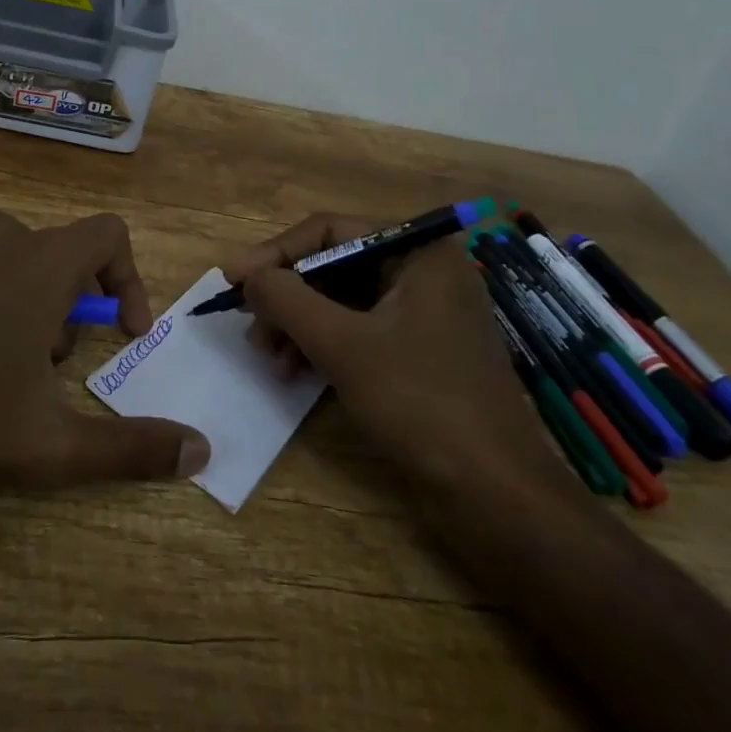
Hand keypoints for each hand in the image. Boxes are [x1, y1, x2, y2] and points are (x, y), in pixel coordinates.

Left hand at [0, 211, 209, 514]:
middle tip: (32, 367)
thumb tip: (201, 452)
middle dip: (55, 306)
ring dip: (2, 293)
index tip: (116, 330)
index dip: (125, 277)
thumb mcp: (50, 445)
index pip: (109, 234)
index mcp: (43, 262)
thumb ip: (131, 447)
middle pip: (49, 255)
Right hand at [224, 215, 567, 495]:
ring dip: (299, 324)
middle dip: (288, 296)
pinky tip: (293, 371)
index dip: (276, 253)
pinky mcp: (419, 352)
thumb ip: (287, 299)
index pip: (330, 231)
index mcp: (418, 251)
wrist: (498, 500)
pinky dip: (323, 345)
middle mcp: (422, 271)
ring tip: (267, 356)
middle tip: (251, 326)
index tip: (233, 279)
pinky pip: (358, 331)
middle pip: (334, 265)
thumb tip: (246, 273)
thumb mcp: (342, 345)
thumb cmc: (421, 404)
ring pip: (342, 301)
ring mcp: (424, 313)